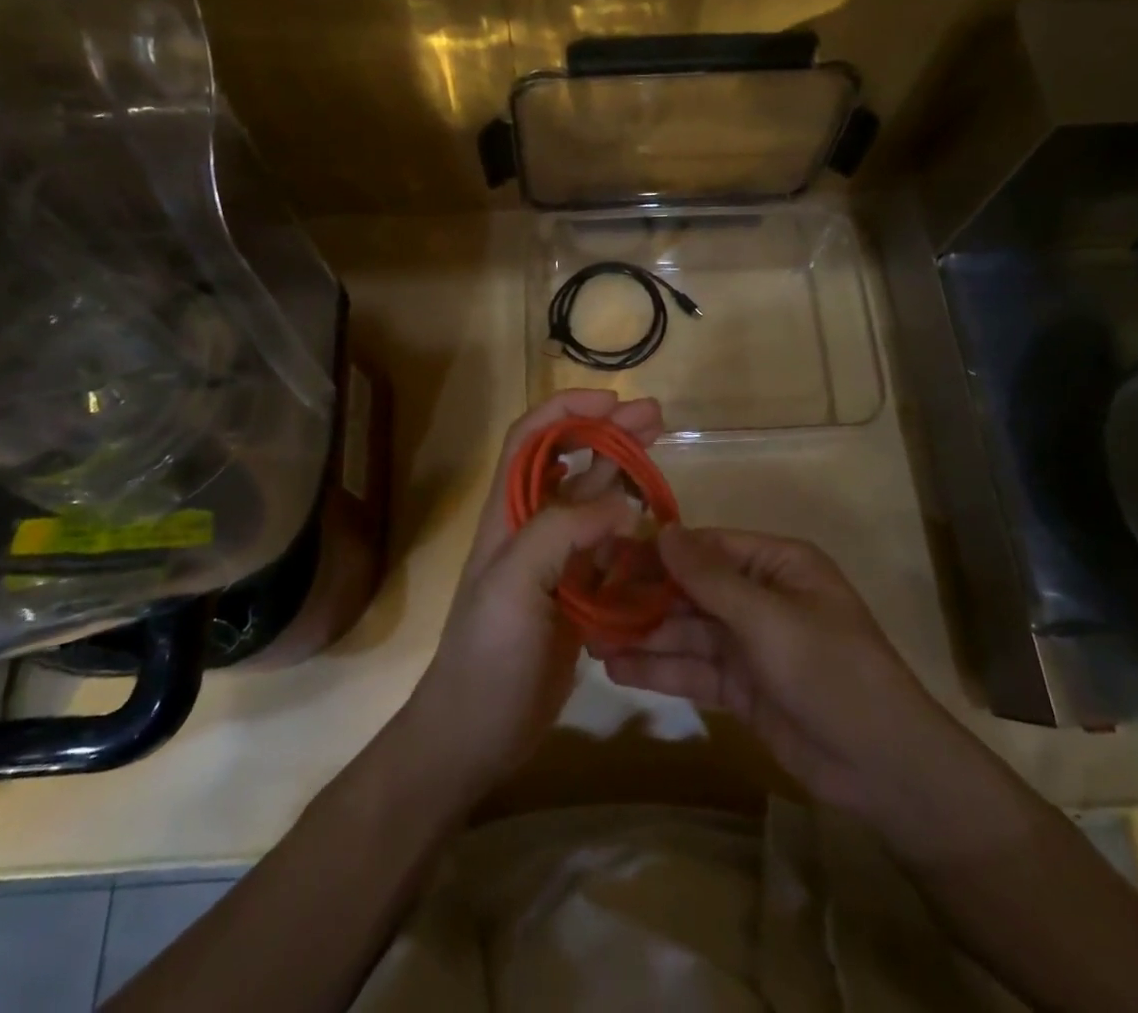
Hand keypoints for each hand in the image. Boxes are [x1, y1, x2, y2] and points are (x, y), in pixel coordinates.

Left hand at [402, 389, 663, 797]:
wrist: (474, 734)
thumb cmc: (486, 655)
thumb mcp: (513, 585)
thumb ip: (561, 533)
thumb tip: (621, 505)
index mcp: (508, 513)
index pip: (531, 438)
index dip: (567, 411)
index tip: (613, 402)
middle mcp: (531, 526)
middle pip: (571, 461)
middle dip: (609, 431)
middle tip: (657, 417)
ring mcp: (555, 560)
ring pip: (593, 500)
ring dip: (624, 471)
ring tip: (663, 451)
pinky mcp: (576, 593)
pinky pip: (608, 546)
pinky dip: (631, 526)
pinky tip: (656, 522)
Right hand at [598, 527, 941, 821]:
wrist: (882, 767)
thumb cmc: (830, 670)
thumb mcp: (768, 618)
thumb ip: (710, 577)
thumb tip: (663, 530)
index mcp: (776, 564)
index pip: (707, 546)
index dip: (659, 551)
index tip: (608, 555)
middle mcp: (760, 596)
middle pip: (691, 589)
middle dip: (643, 596)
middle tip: (588, 599)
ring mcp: (750, 644)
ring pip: (687, 631)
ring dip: (643, 634)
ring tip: (590, 637)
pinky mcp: (742, 687)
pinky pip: (694, 669)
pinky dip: (660, 669)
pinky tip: (618, 668)